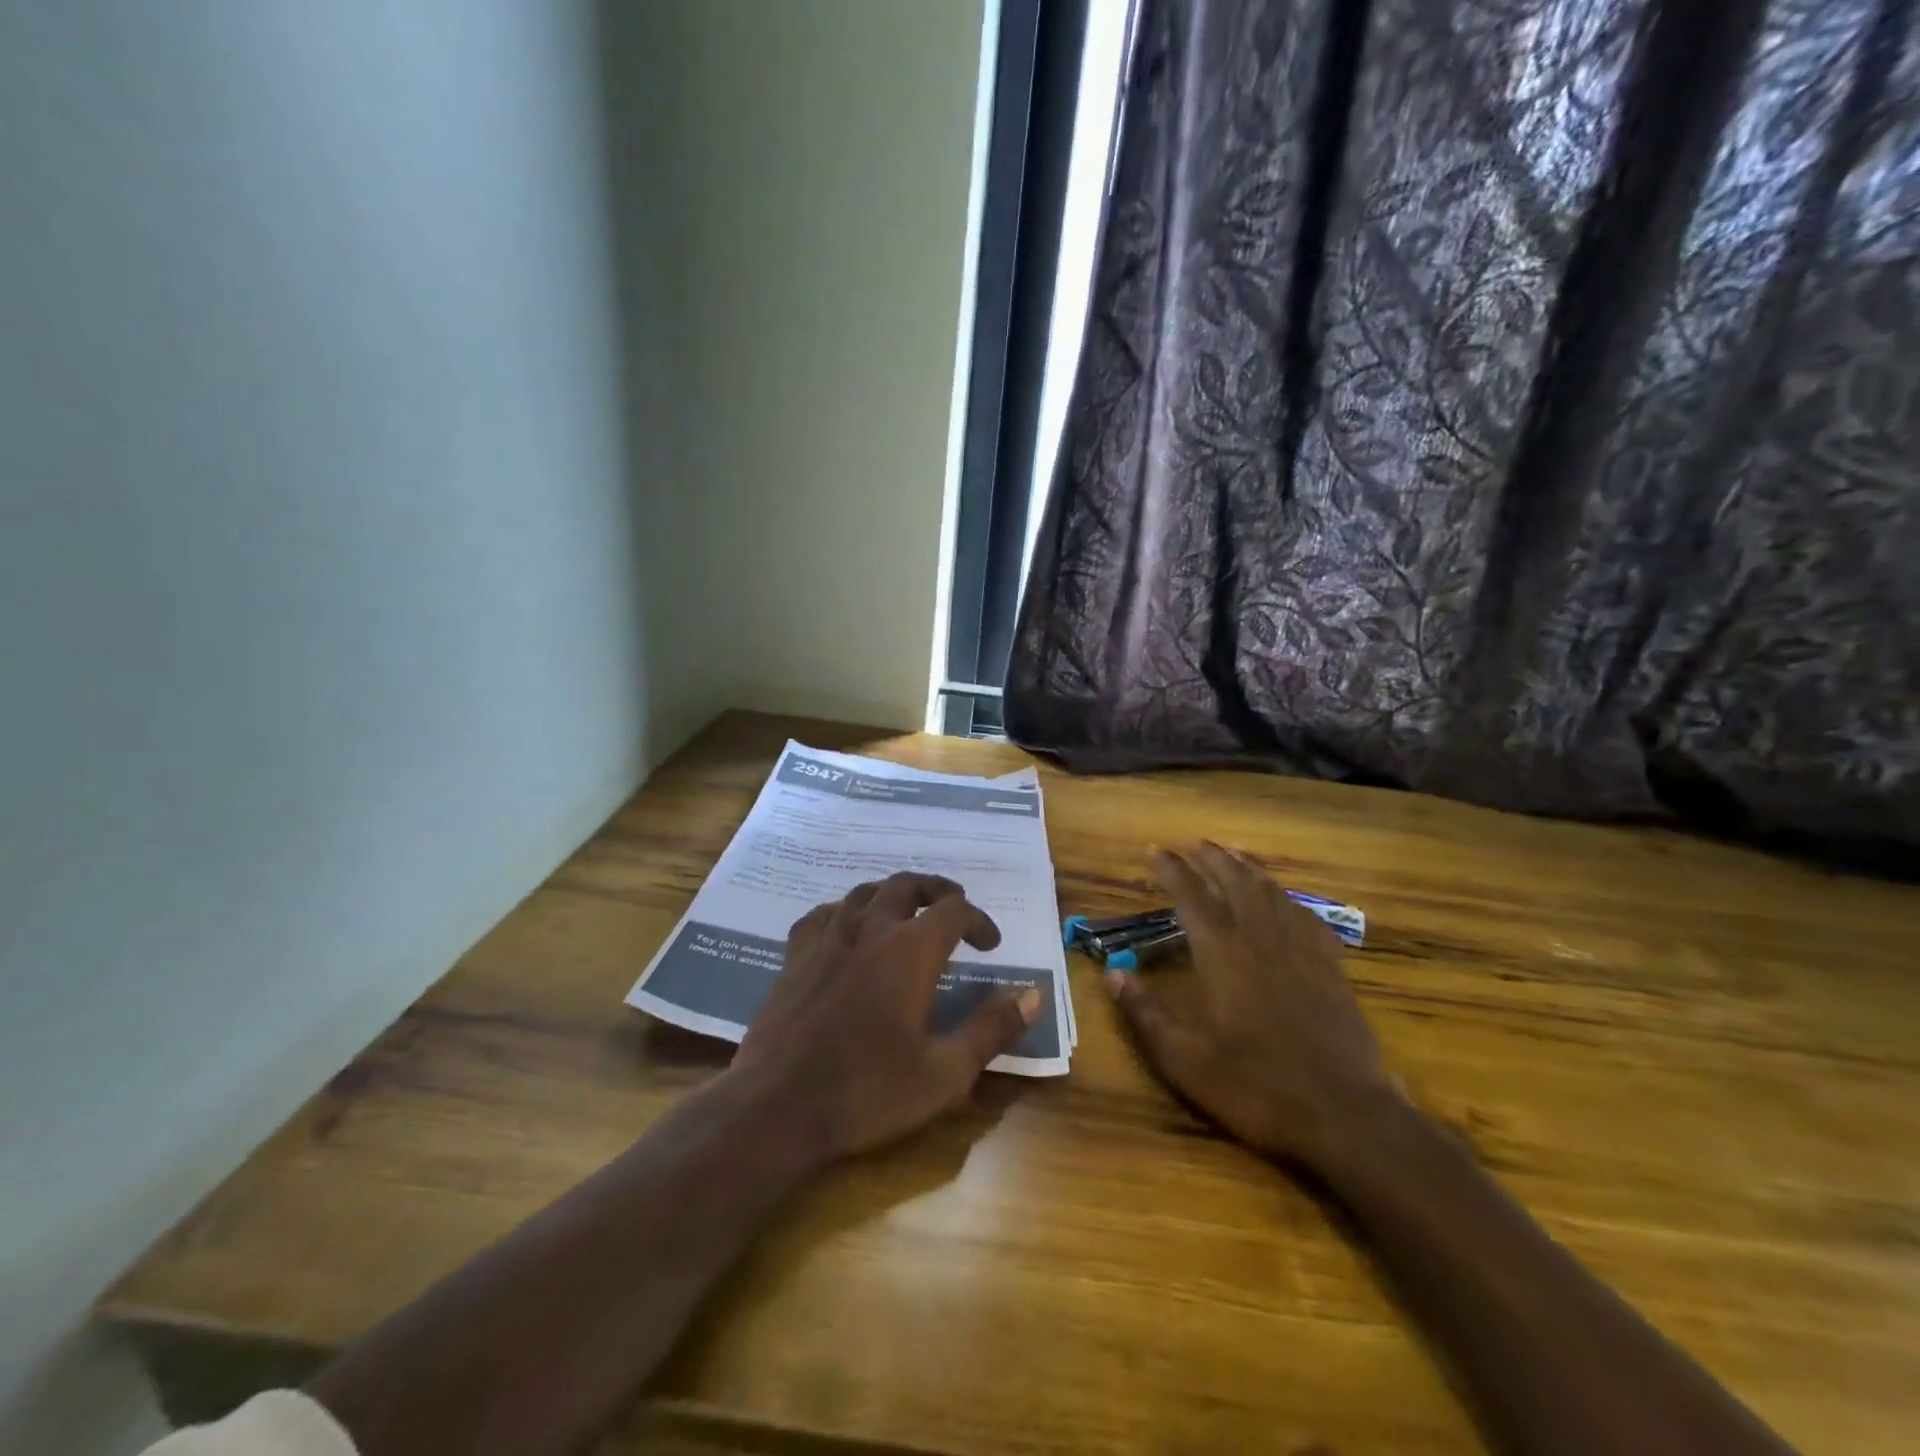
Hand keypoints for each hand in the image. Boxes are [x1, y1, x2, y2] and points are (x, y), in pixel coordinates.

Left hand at [731, 872, 1040, 1159]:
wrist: (775, 1108)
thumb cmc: (867, 1092)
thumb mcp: (944, 1073)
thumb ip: (991, 1029)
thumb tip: (1032, 995)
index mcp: (910, 951)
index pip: (954, 910)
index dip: (978, 920)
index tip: (990, 945)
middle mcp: (870, 929)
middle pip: (907, 885)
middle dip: (936, 891)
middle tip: (953, 908)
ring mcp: (827, 938)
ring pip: (865, 892)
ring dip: (893, 895)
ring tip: (907, 913)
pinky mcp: (795, 955)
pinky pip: (824, 914)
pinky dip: (846, 911)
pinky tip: (847, 928)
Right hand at [1106, 844, 1403, 1168]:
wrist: (1347, 1117)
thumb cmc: (1257, 1088)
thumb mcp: (1186, 1061)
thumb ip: (1146, 1014)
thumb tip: (1111, 975)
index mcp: (1224, 956)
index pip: (1192, 897)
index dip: (1172, 869)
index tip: (1155, 849)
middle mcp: (1262, 941)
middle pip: (1237, 883)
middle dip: (1214, 858)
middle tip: (1196, 843)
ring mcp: (1303, 953)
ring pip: (1274, 894)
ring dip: (1251, 870)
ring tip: (1237, 854)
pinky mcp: (1333, 971)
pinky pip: (1310, 920)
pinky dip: (1292, 902)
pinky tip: (1289, 903)